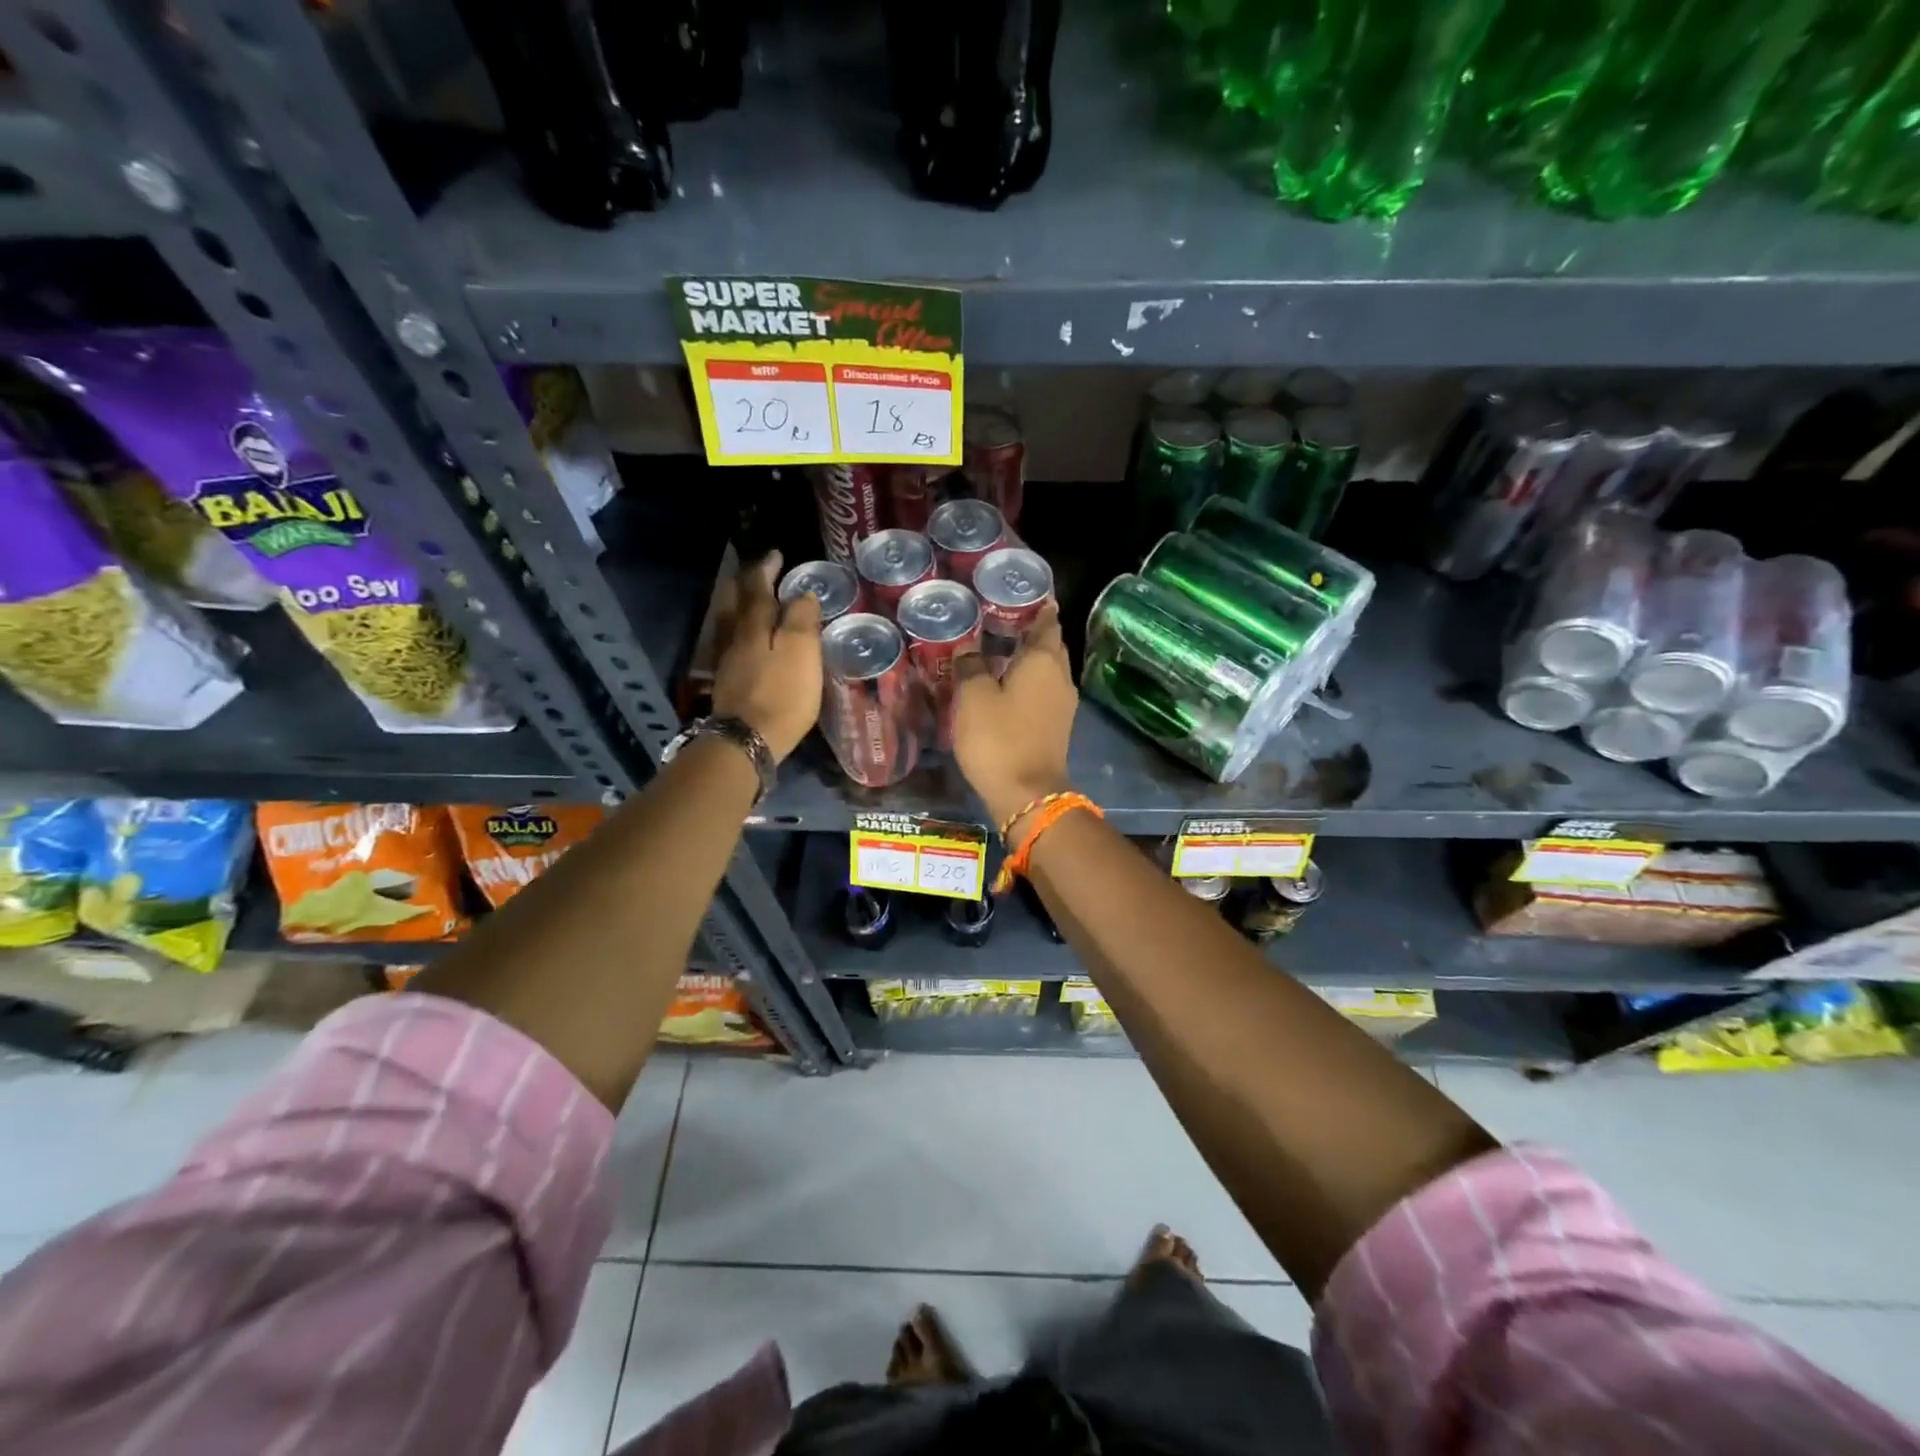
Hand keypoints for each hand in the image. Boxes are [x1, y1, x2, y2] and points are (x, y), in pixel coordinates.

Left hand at [711, 552, 821, 761]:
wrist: (748, 740)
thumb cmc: (782, 694)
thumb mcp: (801, 652)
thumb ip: (802, 619)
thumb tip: (802, 594)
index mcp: (754, 626)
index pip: (757, 588)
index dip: (766, 569)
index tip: (775, 554)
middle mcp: (735, 638)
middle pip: (734, 603)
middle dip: (745, 584)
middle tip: (758, 574)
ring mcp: (726, 663)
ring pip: (729, 624)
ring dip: (739, 608)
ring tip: (752, 603)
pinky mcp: (727, 685)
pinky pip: (731, 646)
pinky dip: (740, 634)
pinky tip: (746, 642)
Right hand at [953, 602, 1076, 829]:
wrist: (1027, 795)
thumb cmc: (999, 738)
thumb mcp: (973, 697)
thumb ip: (970, 665)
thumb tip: (969, 647)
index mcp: (1043, 660)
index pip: (1047, 621)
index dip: (1038, 606)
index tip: (1024, 592)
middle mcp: (1060, 677)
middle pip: (1050, 645)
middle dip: (1032, 630)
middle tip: (1002, 618)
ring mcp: (1062, 704)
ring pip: (1047, 670)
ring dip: (1028, 658)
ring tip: (999, 649)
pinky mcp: (1056, 726)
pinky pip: (1043, 691)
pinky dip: (1028, 682)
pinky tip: (1005, 684)